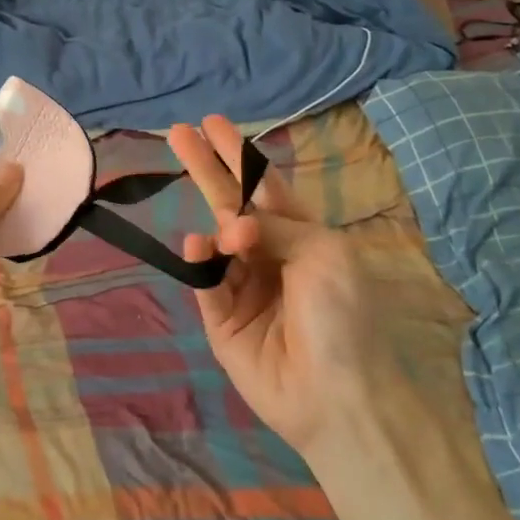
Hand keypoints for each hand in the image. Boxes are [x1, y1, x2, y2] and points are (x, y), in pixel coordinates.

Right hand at [169, 115, 406, 460]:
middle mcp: (269, 255)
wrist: (336, 396)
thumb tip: (230, 226)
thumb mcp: (322, 253)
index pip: (263, 185)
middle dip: (206, 168)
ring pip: (216, 241)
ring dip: (216, 225)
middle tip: (177, 132)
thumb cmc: (342, 316)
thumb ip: (273, 225)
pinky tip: (202, 247)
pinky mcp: (220, 318)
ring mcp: (242, 286)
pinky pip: (205, 280)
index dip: (238, 154)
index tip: (212, 123)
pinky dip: (201, 261)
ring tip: (229, 236)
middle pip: (229, 202)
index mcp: (302, 236)